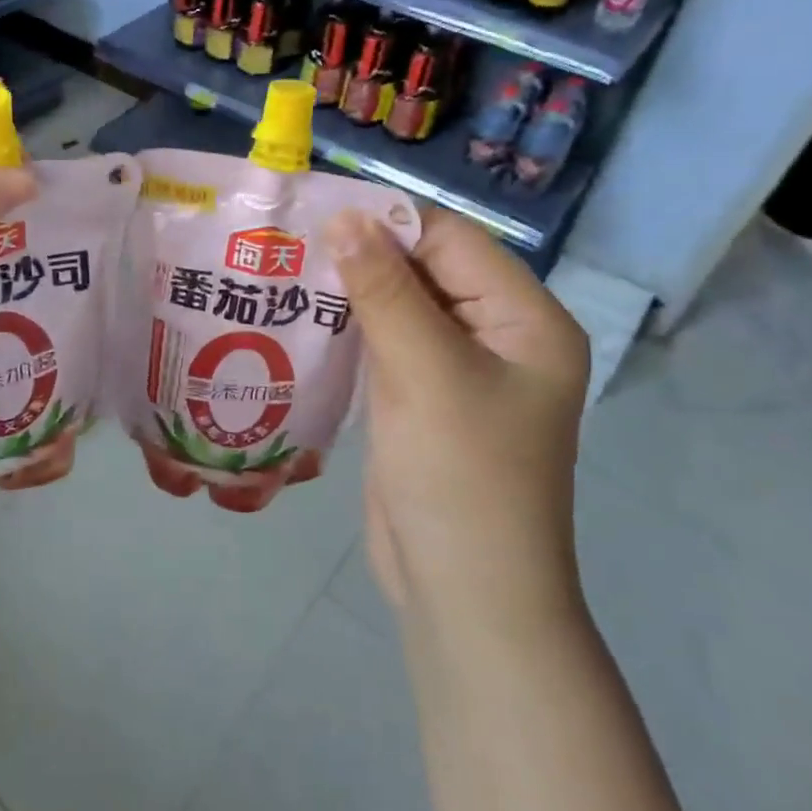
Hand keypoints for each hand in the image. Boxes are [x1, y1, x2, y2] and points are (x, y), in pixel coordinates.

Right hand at [326, 208, 590, 633]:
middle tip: (291, 246)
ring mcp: (459, 371)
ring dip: (352, 296)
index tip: (316, 217)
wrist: (464, 594)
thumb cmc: (460, 477)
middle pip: (426, 272)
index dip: (388, 224)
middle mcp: (498, 336)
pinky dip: (351, 334)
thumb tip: (346, 216)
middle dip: (364, 259)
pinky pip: (388, 348)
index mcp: (525, 318)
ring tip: (286, 275)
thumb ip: (385, 290)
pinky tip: (303, 322)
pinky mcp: (424, 401)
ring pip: (401, 309)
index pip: (452, 241)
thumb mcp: (424, 373)